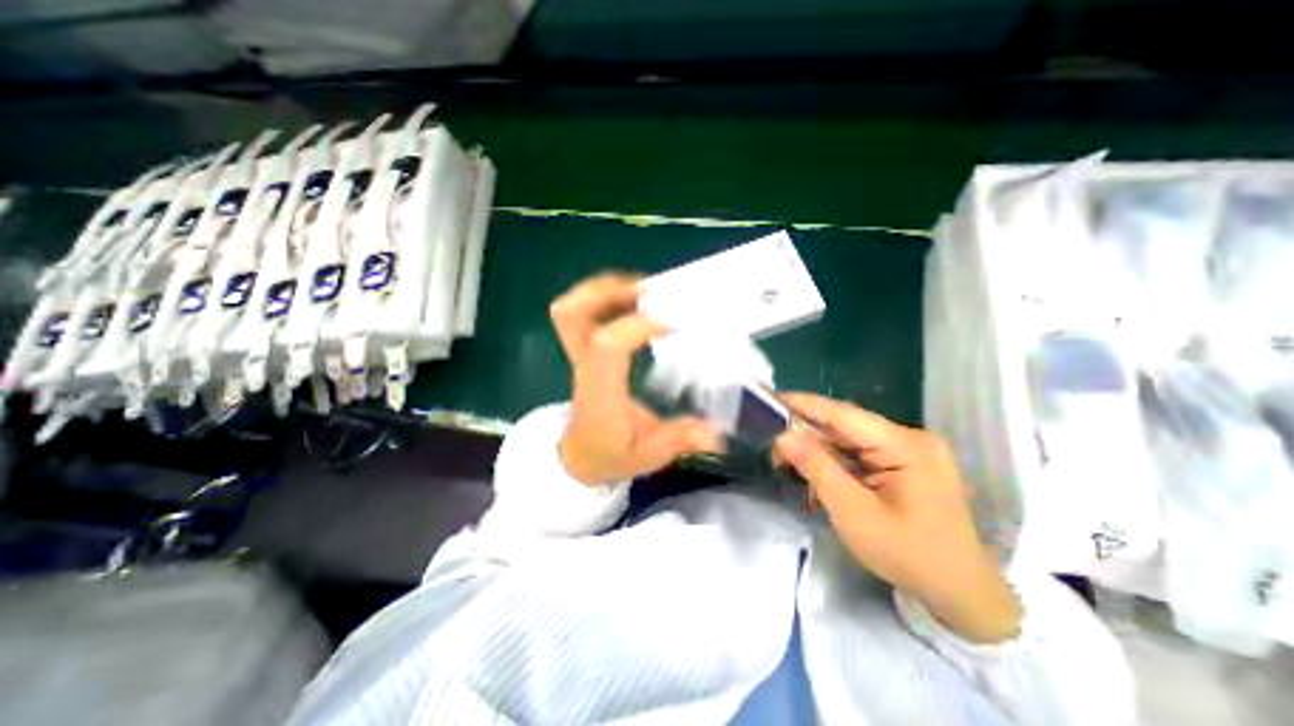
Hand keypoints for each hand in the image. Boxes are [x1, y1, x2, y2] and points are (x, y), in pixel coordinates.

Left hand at [547, 274, 723, 484]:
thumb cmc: (612, 454)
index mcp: (601, 390)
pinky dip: (605, 298)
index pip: (608, 345)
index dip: (637, 325)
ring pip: (571, 308)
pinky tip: (634, 303)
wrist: (580, 457)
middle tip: (648, 290)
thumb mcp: (649, 455)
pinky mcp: (583, 351)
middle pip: (573, 313)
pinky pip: (582, 313)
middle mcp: (586, 366)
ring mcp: (579, 355)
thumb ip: (679, 440)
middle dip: (609, 291)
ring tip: (642, 289)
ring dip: (605, 289)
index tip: (670, 322)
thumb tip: (715, 435)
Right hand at [767, 394, 1021, 643]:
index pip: (843, 414)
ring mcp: (908, 450)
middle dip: (806, 435)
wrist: (962, 594)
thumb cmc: (909, 555)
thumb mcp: (854, 513)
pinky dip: (834, 463)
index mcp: (906, 445)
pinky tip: (817, 476)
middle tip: (773, 448)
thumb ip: (817, 469)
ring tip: (788, 463)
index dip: (804, 404)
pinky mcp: (903, 462)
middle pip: (844, 427)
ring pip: (848, 440)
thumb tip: (784, 435)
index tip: (771, 397)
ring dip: (818, 452)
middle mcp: (908, 438)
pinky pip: (859, 453)